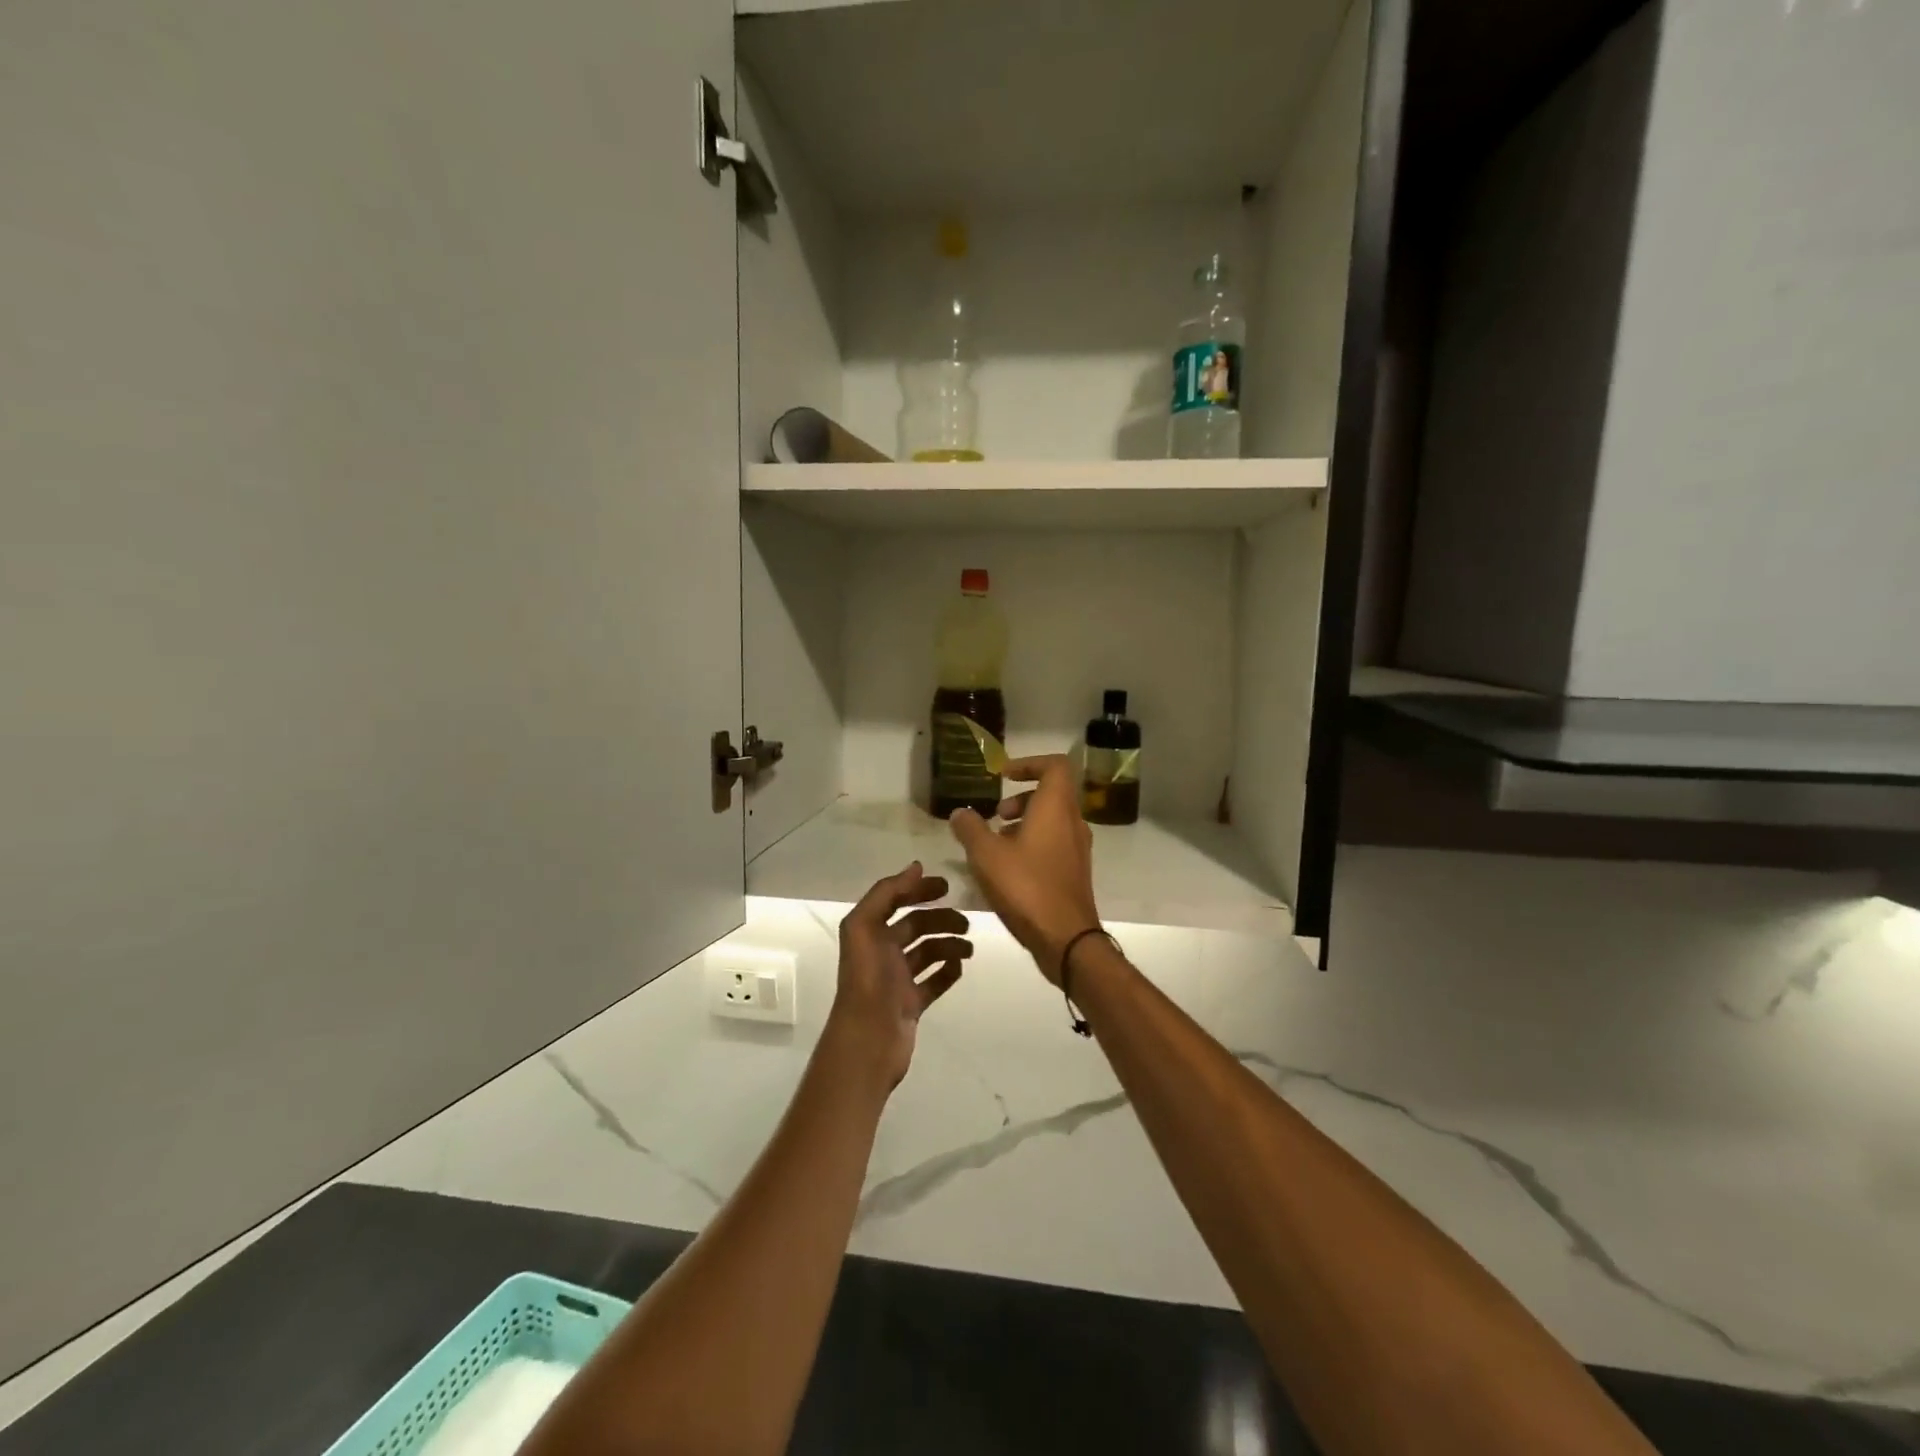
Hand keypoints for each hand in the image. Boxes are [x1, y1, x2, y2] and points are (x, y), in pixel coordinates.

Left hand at [826, 863, 971, 1090]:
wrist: (869, 1041)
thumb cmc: (869, 981)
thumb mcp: (866, 927)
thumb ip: (886, 893)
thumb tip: (916, 867)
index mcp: (870, 933)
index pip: (896, 901)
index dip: (918, 890)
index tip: (947, 887)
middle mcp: (882, 952)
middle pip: (916, 926)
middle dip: (941, 920)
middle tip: (966, 923)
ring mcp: (897, 980)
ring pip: (927, 953)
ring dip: (949, 945)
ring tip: (969, 948)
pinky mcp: (910, 1004)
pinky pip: (933, 981)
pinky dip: (947, 971)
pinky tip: (960, 967)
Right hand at [950, 755, 1099, 984]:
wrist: (1066, 939)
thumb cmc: (1026, 887)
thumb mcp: (986, 855)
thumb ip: (970, 829)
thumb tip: (960, 812)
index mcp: (1056, 808)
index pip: (1055, 766)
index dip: (1029, 763)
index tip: (1003, 775)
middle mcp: (1073, 823)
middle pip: (1052, 794)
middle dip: (1020, 798)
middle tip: (995, 816)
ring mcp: (1078, 849)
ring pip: (1052, 821)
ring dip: (1024, 823)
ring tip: (995, 844)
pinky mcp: (1075, 872)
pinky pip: (1054, 844)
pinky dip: (1032, 844)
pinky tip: (1008, 869)